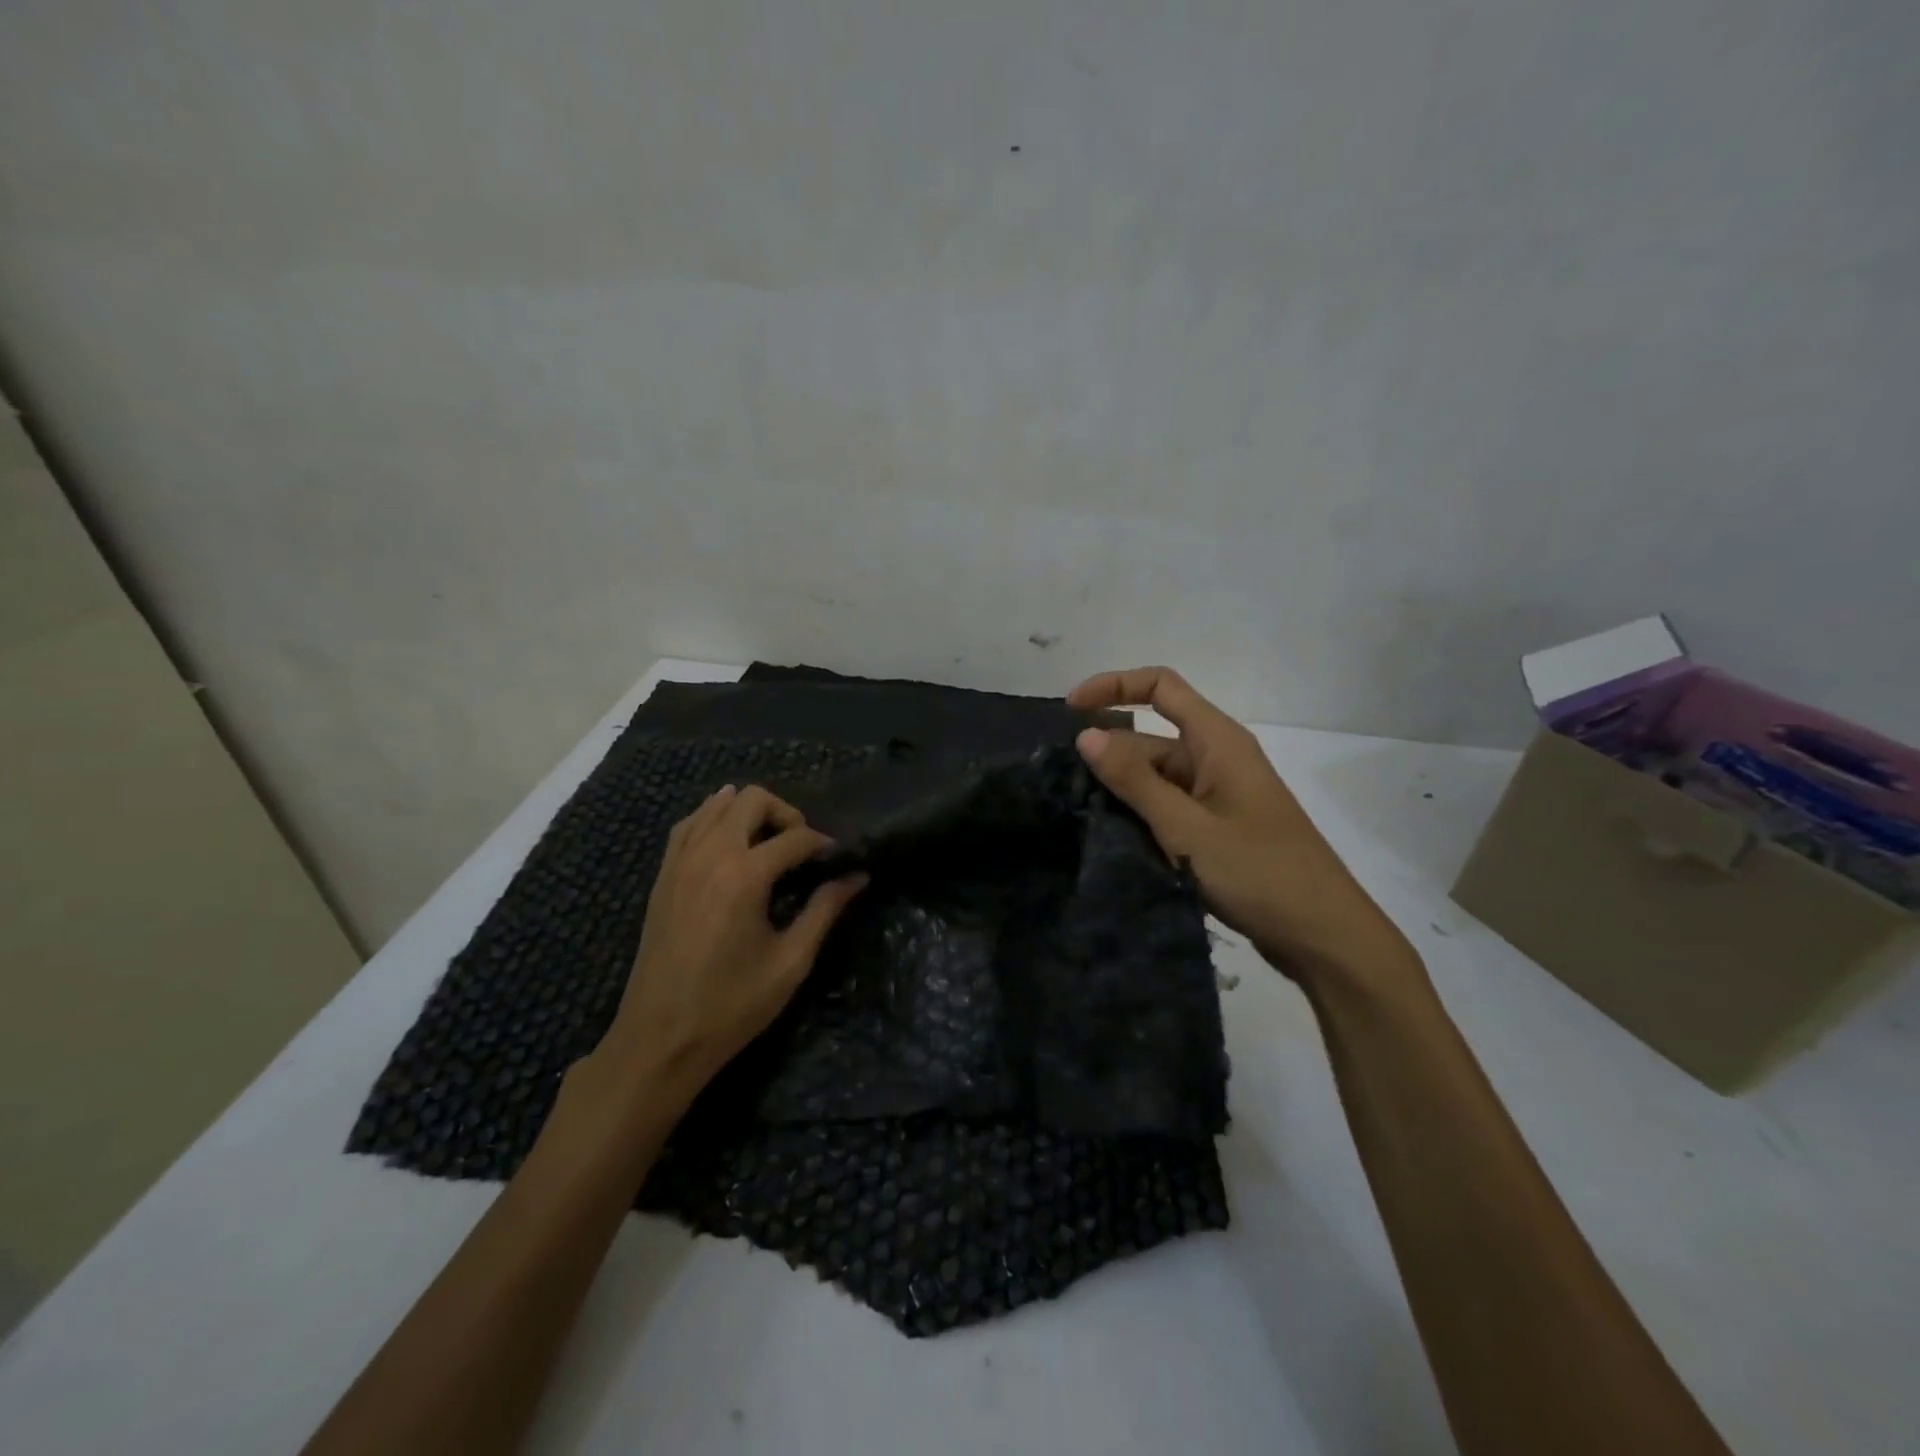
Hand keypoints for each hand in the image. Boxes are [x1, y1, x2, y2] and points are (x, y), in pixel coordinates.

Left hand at [598, 784, 866, 1097]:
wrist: (660, 1039)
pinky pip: (688, 825)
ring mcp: (680, 862)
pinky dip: (712, 819)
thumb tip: (857, 877)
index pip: (794, 837)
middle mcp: (710, 855)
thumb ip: (824, 911)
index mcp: (745, 875)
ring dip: (749, 812)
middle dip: (786, 814)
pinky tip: (729, 842)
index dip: (822, 843)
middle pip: (752, 800)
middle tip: (802, 847)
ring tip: (769, 843)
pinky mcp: (663, 876)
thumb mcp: (790, 962)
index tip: (838, 859)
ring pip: (716, 804)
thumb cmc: (732, 1005)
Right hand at [1068, 667, 1416, 987]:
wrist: (1323, 936)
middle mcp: (1216, 760)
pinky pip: (1166, 809)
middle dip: (1109, 755)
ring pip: (1155, 778)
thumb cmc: (1260, 872)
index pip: (1161, 687)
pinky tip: (1109, 840)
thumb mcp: (1187, 827)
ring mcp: (1216, 797)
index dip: (1114, 686)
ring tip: (1078, 817)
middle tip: (1064, 788)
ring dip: (1120, 792)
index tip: (1070, 711)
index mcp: (1217, 742)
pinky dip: (1139, 817)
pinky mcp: (1215, 830)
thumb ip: (1135, 781)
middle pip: (1150, 738)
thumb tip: (1086, 736)